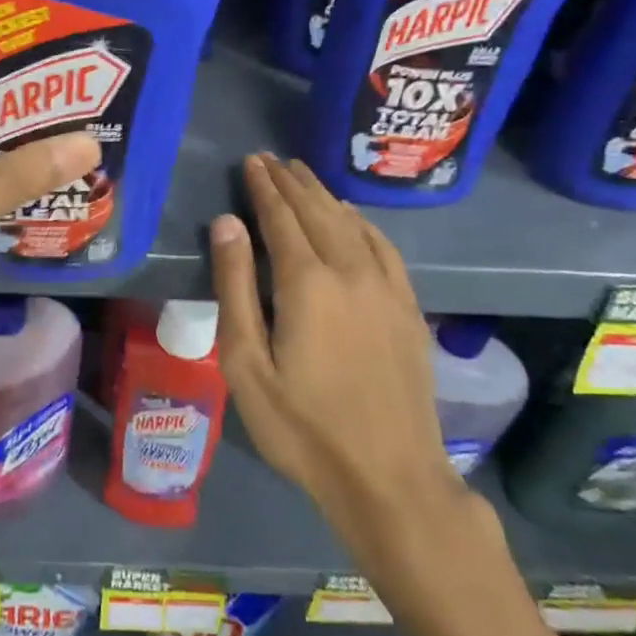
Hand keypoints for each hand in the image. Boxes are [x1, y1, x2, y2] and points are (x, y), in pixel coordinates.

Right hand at [209, 154, 465, 560]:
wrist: (389, 477)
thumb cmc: (301, 425)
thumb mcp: (246, 362)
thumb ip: (236, 287)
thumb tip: (227, 223)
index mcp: (307, 283)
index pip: (281, 217)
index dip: (264, 187)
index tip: (252, 161)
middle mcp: (351, 271)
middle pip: (318, 212)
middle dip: (292, 182)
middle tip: (272, 159)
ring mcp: (387, 289)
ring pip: (352, 224)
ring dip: (325, 196)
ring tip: (304, 175)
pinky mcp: (408, 309)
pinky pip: (384, 248)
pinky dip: (363, 223)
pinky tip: (353, 218)